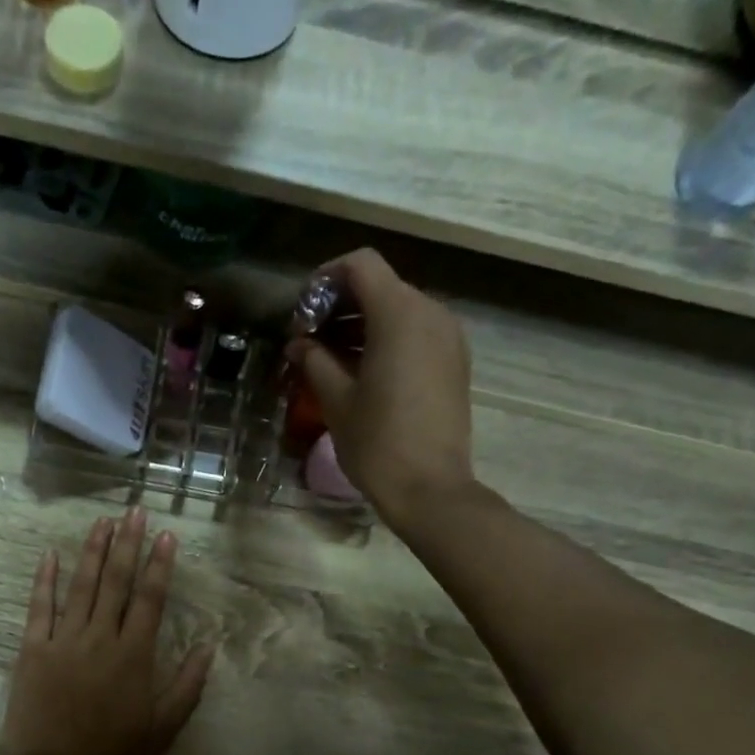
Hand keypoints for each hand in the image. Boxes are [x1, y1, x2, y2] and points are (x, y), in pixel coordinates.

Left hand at [4, 510, 213, 754]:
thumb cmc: (114, 751)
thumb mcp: (163, 725)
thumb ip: (187, 685)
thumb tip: (208, 647)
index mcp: (134, 654)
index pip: (151, 598)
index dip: (160, 565)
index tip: (166, 535)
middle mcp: (101, 637)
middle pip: (116, 581)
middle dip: (127, 544)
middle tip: (134, 511)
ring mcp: (64, 640)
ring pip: (81, 586)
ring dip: (92, 551)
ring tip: (102, 522)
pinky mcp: (33, 650)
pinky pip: (39, 608)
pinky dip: (45, 580)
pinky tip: (50, 555)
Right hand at [284, 249, 477, 526]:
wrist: (430, 488)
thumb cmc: (378, 443)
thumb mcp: (337, 400)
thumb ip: (315, 361)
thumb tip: (299, 344)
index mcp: (399, 314)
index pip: (360, 265)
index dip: (325, 279)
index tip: (303, 314)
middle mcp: (431, 313)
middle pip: (381, 286)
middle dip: (340, 305)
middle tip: (310, 341)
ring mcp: (448, 338)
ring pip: (399, 310)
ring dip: (362, 325)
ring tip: (331, 360)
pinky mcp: (454, 362)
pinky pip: (417, 334)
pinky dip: (387, 340)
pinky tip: (363, 373)